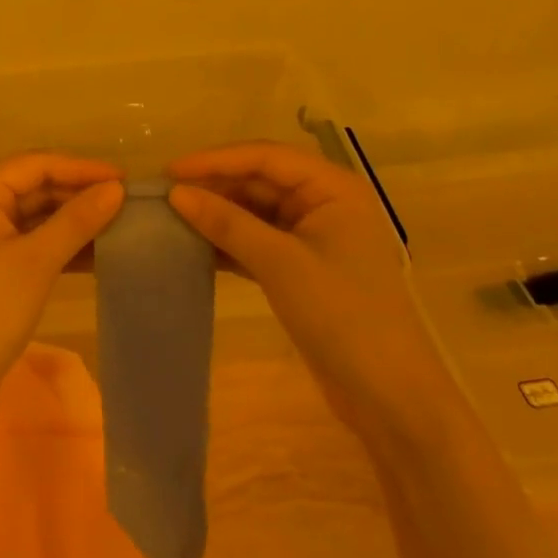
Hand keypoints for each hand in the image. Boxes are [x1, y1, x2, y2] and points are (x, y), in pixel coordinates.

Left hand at [0, 153, 124, 414]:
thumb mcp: (37, 262)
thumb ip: (77, 220)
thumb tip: (116, 188)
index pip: (35, 164)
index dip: (81, 168)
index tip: (124, 178)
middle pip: (33, 186)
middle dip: (78, 193)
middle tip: (125, 202)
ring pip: (33, 216)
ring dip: (72, 220)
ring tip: (118, 225)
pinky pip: (28, 242)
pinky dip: (58, 245)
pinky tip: (95, 254)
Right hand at [166, 142, 456, 435]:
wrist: (392, 400)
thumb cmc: (343, 316)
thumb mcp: (280, 264)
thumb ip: (227, 222)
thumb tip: (175, 193)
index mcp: (333, 187)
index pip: (265, 156)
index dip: (215, 159)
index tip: (170, 170)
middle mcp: (325, 202)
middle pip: (260, 179)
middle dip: (215, 185)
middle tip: (165, 193)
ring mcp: (314, 236)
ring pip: (256, 209)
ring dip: (219, 213)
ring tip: (173, 216)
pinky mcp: (303, 267)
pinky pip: (259, 239)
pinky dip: (230, 241)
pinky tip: (195, 245)